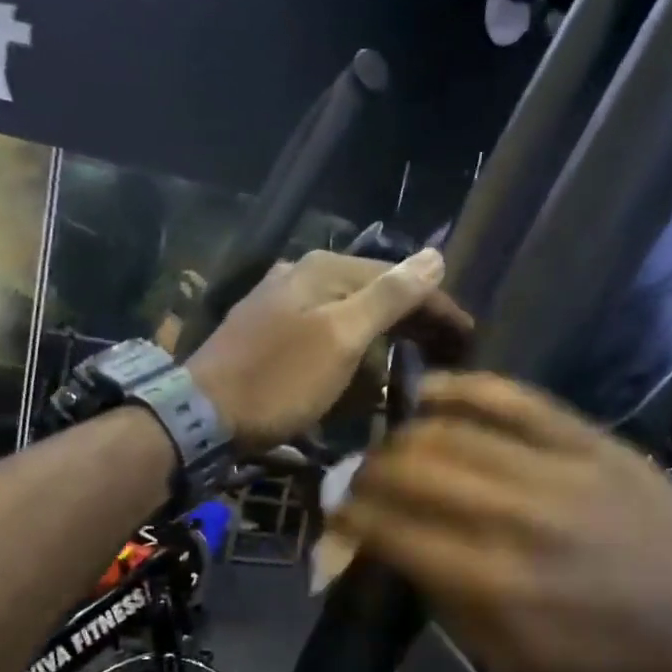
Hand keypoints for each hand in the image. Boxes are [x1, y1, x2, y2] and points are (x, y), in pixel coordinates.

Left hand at [186, 249, 470, 450]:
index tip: (469, 337)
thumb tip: (435, 256)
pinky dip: (349, 356)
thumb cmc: (278, 379)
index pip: (396, 278)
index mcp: (322, 269)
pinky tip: (359, 377)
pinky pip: (324, 339)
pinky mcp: (267, 338)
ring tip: (412, 369)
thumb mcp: (341, 337)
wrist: (202, 416)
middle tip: (448, 356)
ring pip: (348, 317)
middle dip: (411, 324)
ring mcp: (280, 306)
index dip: (436, 306)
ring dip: (382, 341)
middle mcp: (301, 276)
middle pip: (372, 294)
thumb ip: (389, 296)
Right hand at [332, 372, 671, 671]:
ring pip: (451, 429)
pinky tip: (432, 392)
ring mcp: (555, 470)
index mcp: (492, 585)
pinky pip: (512, 398)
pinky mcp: (590, 440)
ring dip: (403, 434)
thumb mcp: (511, 664)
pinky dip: (462, 389)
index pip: (391, 530)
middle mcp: (514, 518)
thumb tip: (390, 552)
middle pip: (411, 470)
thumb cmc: (606, 661)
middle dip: (367, 472)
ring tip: (390, 443)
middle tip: (359, 479)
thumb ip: (443, 606)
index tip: (335, 514)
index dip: (349, 517)